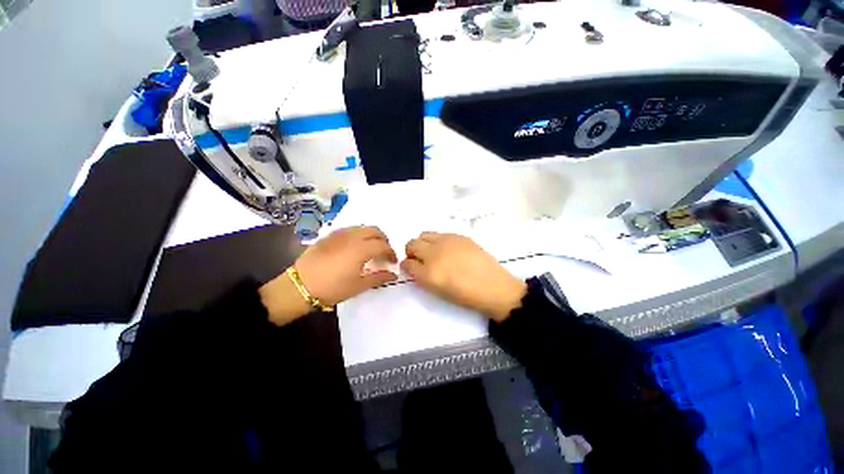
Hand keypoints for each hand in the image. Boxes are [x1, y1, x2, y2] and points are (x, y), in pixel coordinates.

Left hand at [260, 226, 397, 325]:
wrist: (299, 286)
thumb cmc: (332, 288)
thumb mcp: (358, 286)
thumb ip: (379, 278)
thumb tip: (394, 275)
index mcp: (361, 249)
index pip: (383, 245)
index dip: (391, 253)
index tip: (393, 262)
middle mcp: (352, 236)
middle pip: (375, 230)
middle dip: (383, 240)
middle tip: (384, 252)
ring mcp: (340, 234)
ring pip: (362, 227)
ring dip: (371, 236)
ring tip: (370, 249)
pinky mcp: (329, 235)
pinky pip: (350, 230)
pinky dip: (358, 235)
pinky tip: (354, 247)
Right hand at [401, 232, 525, 321]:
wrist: (492, 286)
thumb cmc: (464, 294)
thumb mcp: (437, 290)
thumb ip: (421, 277)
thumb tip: (413, 265)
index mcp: (428, 272)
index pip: (407, 263)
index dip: (406, 265)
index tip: (410, 267)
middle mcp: (433, 253)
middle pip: (412, 244)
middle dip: (411, 251)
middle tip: (419, 259)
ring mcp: (446, 241)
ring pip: (424, 235)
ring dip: (422, 243)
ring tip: (432, 251)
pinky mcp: (458, 236)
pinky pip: (439, 234)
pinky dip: (437, 240)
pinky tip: (447, 249)